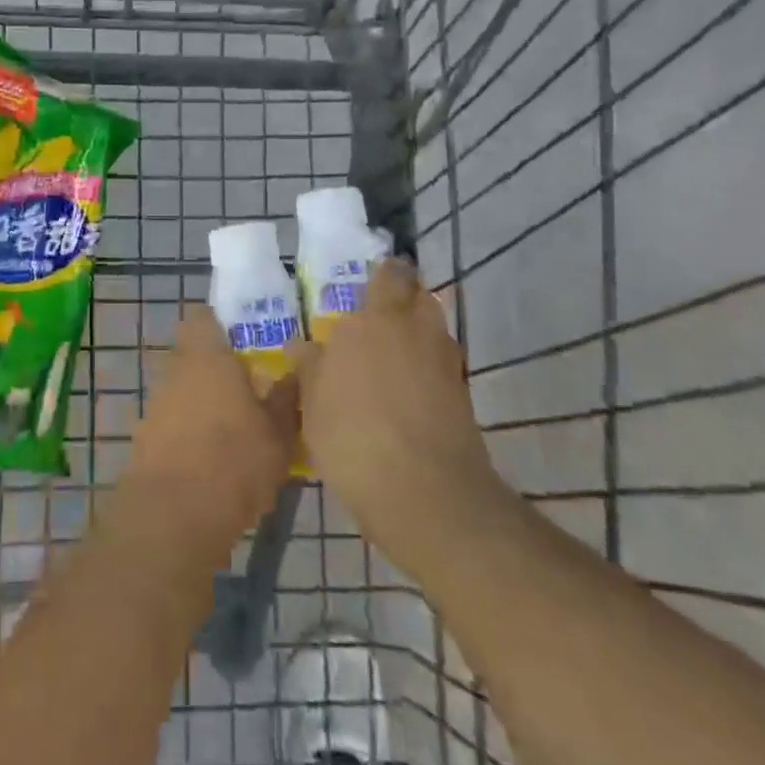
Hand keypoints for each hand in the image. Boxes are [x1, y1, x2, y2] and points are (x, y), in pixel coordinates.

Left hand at [118, 304, 298, 563]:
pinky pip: (174, 424)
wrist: (173, 516)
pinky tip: (217, 462)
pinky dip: (192, 434)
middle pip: (194, 356)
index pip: (204, 318)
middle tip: (253, 388)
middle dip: (219, 369)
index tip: (247, 340)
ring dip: (206, 403)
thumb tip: (297, 373)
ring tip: (240, 431)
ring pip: (184, 390)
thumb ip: (287, 400)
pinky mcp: (146, 439)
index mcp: (207, 356)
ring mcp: (157, 405)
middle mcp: (176, 371)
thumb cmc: (234, 461)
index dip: (222, 324)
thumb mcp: (279, 434)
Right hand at [296, 258, 504, 553]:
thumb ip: (310, 367)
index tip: (370, 279)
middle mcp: (416, 330)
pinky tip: (406, 392)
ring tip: (390, 356)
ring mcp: (446, 363)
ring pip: (434, 331)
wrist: (424, 491)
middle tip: (377, 318)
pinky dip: (428, 370)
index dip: (384, 273)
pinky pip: (443, 366)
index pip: (390, 274)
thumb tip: (301, 346)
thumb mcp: (314, 402)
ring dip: (418, 335)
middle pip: (420, 297)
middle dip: (404, 300)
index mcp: (376, 319)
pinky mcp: (464, 397)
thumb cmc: (354, 435)